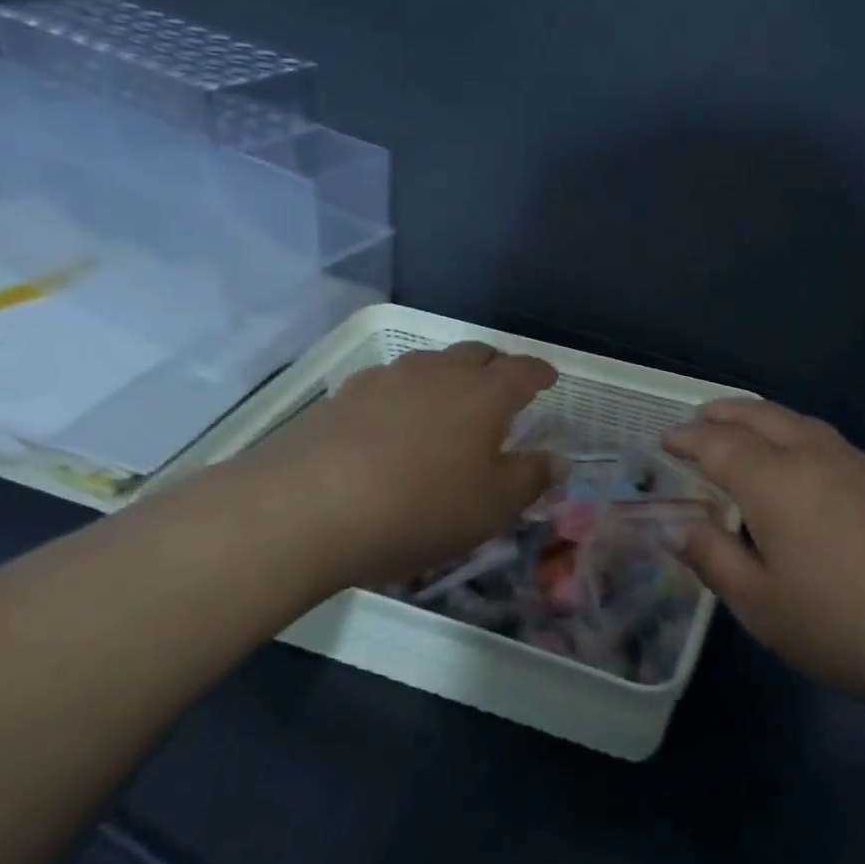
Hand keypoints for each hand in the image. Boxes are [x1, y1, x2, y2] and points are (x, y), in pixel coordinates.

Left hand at [217, 342, 559, 591]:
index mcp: (485, 393)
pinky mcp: (345, 395)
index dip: (541, 372)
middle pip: (477, 354)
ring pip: (431, 363)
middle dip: (497, 366)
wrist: (306, 509)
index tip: (549, 378)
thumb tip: (559, 459)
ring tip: (449, 403)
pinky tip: (395, 421)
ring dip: (449, 376)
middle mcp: (440, 372)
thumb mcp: (492, 505)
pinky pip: (390, 382)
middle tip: (503, 387)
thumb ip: (531, 478)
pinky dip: (406, 393)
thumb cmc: (420, 507)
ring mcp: (388, 378)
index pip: (524, 370)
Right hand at [664, 400, 864, 713]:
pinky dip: (789, 429)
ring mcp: (850, 460)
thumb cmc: (836, 623)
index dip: (688, 440)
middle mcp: (810, 454)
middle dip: (722, 414)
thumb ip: (713, 557)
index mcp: (773, 480)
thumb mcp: (758, 602)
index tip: (666, 441)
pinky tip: (791, 455)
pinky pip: (819, 434)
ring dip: (758, 416)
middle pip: (758, 416)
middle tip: (697, 421)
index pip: (718, 444)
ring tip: (738, 429)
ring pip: (793, 419)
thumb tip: (680, 527)